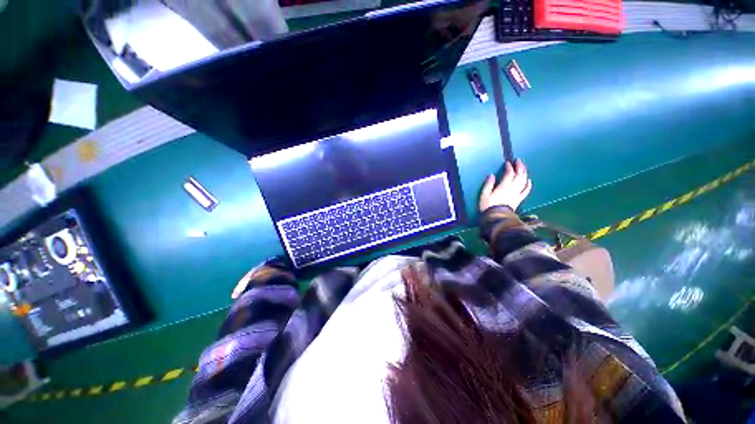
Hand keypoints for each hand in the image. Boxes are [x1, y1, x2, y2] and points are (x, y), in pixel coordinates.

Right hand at [479, 159, 531, 211]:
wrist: (496, 218)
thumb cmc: (488, 206)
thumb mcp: (484, 195)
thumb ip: (488, 184)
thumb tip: (491, 175)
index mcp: (504, 186)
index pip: (509, 174)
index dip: (509, 167)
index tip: (507, 163)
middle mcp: (513, 188)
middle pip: (519, 175)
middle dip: (519, 167)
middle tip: (518, 161)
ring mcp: (517, 194)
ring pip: (524, 181)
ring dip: (524, 173)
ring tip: (523, 167)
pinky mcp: (519, 199)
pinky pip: (526, 191)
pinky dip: (528, 184)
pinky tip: (529, 180)